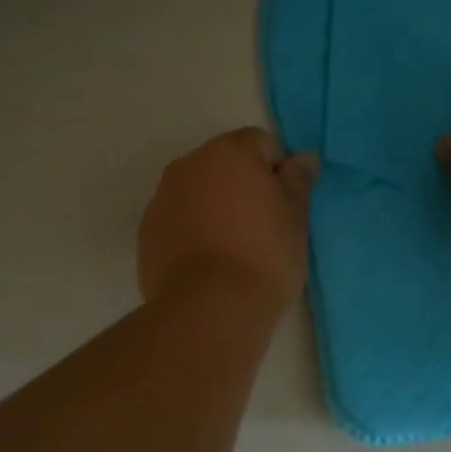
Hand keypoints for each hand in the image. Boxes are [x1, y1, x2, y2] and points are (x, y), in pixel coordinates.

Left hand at [138, 128, 318, 315]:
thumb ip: (298, 180)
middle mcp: (189, 165)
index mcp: (228, 152)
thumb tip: (302, 158)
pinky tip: (209, 264)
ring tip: (234, 250)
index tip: (285, 207)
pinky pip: (178, 221)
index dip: (278, 172)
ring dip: (216, 209)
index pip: (262, 144)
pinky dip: (193, 232)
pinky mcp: (147, 233)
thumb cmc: (265, 254)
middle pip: (225, 165)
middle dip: (243, 187)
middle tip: (264, 228)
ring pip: (199, 193)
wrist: (210, 307)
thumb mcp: (296, 216)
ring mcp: (162, 198)